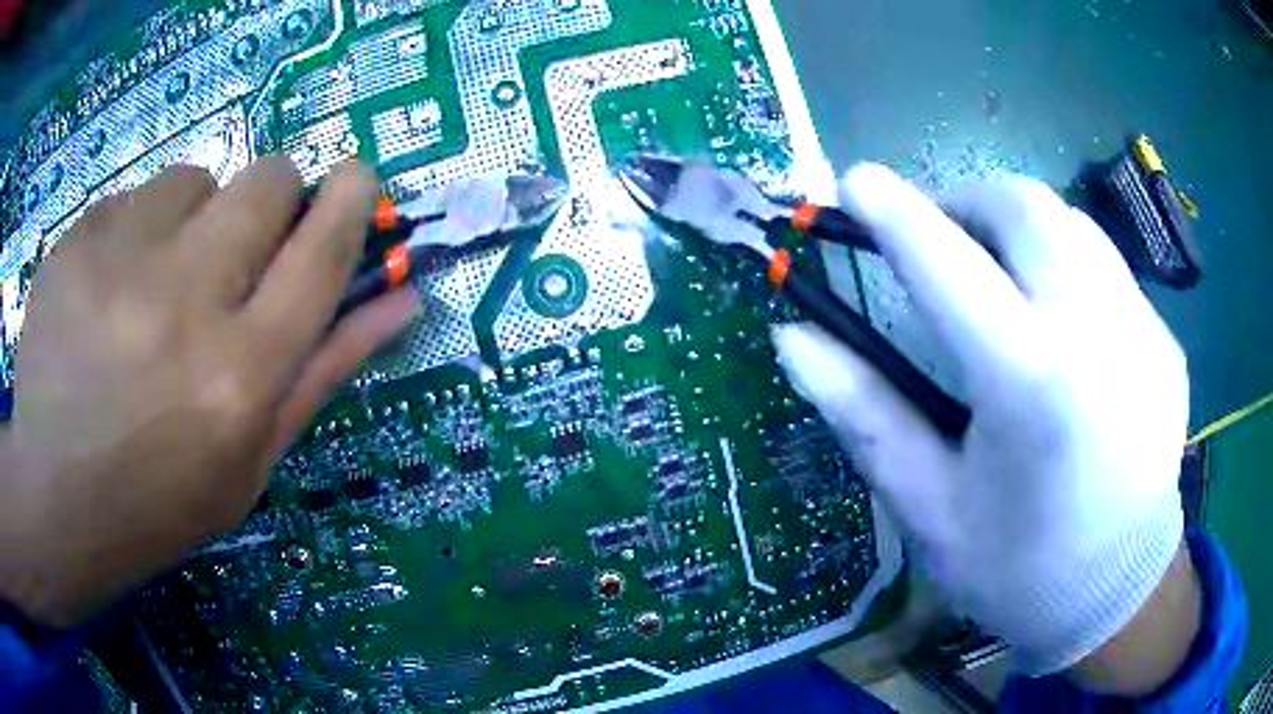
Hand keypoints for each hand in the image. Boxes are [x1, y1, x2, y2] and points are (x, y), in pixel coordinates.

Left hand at [0, 159, 419, 628]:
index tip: (356, 177)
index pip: (322, 251)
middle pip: (265, 182)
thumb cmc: (159, 499)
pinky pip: (130, 200)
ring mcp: (119, 264)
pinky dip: (133, 233)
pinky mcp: (75, 244)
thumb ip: (323, 371)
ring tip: (154, 283)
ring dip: (190, 218)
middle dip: (269, 200)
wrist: (56, 499)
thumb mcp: (251, 460)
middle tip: (235, 250)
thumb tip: (402, 298)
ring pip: (193, 179)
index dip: (350, 200)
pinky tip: (106, 293)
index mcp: (240, 376)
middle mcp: (184, 304)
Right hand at [774, 164, 1194, 684]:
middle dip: (965, 199)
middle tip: (938, 233)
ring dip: (1019, 225)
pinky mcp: (1165, 342)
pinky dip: (1067, 267)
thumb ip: (865, 414)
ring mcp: (1143, 331)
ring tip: (998, 269)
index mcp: (1031, 385)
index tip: (855, 182)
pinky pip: (1108, 268)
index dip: (894, 213)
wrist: (1117, 596)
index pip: (948, 264)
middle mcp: (1098, 334)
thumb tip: (795, 338)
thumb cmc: (1017, 567)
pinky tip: (1060, 324)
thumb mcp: (930, 507)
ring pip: (1071, 222)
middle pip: (1024, 207)